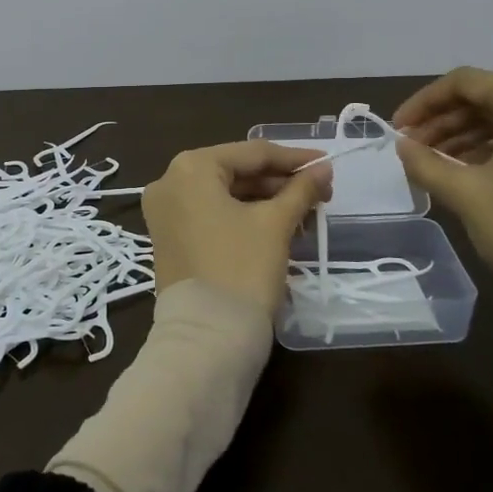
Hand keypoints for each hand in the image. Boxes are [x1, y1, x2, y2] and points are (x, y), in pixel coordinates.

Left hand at [142, 141, 332, 313]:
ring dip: (266, 201)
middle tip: (321, 193)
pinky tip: (279, 226)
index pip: (252, 153)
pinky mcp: (170, 239)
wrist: (207, 339)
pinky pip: (212, 215)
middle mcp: (169, 182)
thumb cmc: (242, 269)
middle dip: (280, 182)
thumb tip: (323, 169)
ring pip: (225, 195)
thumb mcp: (276, 224)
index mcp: (191, 168)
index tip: (327, 164)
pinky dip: (243, 217)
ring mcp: (165, 213)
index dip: (294, 158)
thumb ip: (301, 189)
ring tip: (306, 214)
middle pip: (236, 172)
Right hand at [393, 68, 492, 280]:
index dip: (425, 101)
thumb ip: (424, 161)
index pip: (468, 82)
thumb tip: (402, 145)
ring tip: (433, 159)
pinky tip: (465, 168)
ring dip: (466, 133)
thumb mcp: (464, 192)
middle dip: (445, 119)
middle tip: (412, 145)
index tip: (399, 127)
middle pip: (489, 97)